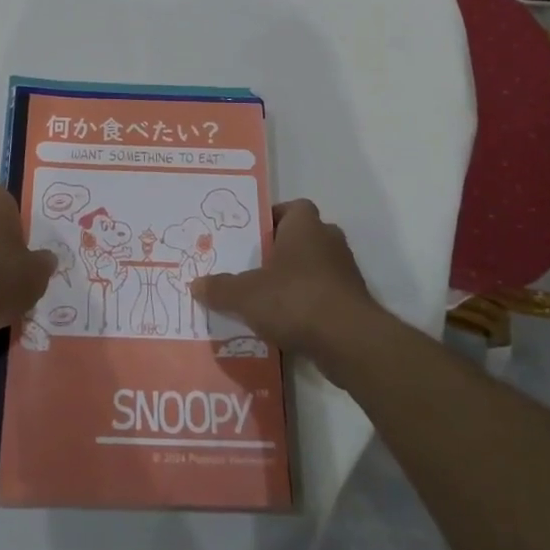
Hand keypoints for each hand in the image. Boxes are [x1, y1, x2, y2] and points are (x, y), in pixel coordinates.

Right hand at [190, 200, 380, 367]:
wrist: (348, 341)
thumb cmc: (295, 299)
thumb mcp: (245, 294)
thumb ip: (221, 288)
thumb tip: (196, 284)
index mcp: (305, 226)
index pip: (292, 208)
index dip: (273, 218)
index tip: (253, 237)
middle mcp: (329, 241)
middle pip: (303, 238)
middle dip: (282, 251)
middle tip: (254, 267)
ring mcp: (345, 272)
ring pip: (315, 268)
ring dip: (296, 280)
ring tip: (267, 299)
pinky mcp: (353, 302)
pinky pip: (324, 295)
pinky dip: (308, 305)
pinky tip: (287, 324)